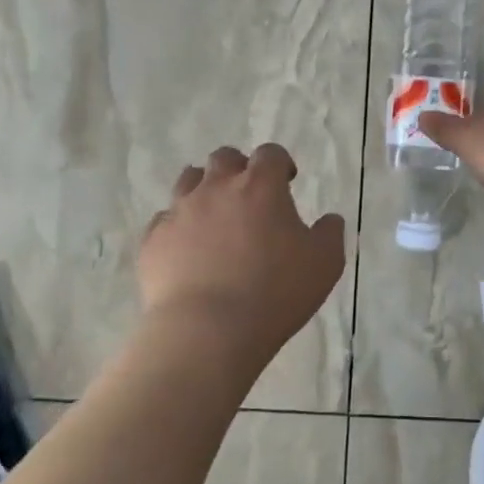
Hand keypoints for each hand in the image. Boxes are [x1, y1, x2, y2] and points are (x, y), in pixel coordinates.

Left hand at [138, 144, 346, 364]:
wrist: (207, 330)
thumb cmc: (275, 292)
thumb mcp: (325, 264)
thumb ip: (330, 234)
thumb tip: (329, 219)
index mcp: (260, 187)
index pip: (270, 154)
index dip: (279, 163)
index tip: (286, 181)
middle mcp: (217, 188)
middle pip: (224, 158)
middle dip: (239, 169)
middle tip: (249, 197)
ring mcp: (180, 211)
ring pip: (188, 180)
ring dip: (204, 190)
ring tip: (215, 218)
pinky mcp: (154, 240)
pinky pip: (165, 220)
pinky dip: (178, 227)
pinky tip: (187, 250)